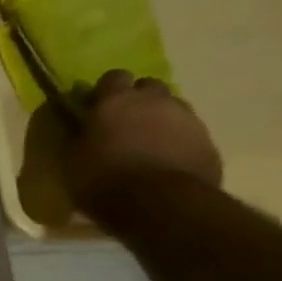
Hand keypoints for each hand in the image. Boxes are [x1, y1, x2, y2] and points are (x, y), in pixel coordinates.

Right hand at [65, 70, 222, 221]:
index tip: (96, 106)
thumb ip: (82, 135)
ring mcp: (187, 119)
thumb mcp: (74, 158)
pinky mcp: (208, 141)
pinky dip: (177, 141)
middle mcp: (155, 100)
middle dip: (138, 99)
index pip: (113, 77)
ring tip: (147, 143)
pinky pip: (189, 133)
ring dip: (160, 119)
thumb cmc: (103, 178)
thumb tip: (83, 127)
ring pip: (173, 108)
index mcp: (116, 101)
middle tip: (124, 122)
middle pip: (149, 86)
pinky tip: (166, 161)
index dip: (105, 90)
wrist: (160, 203)